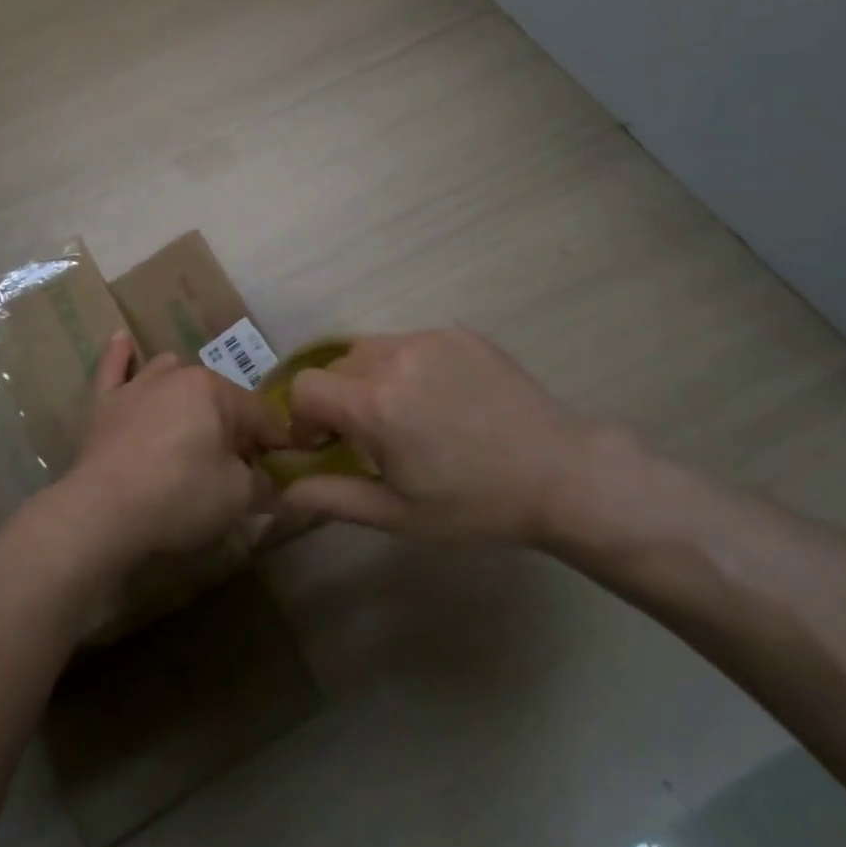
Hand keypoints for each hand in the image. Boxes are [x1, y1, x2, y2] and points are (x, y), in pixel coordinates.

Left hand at [55, 331, 285, 567]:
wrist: (103, 511)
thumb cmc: (180, 496)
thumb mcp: (238, 497)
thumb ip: (260, 482)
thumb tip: (266, 479)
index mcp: (215, 391)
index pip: (258, 414)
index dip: (275, 442)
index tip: (283, 466)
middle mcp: (177, 376)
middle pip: (216, 395)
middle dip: (231, 423)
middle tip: (237, 461)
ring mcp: (137, 386)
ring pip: (169, 371)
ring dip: (185, 391)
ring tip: (192, 419)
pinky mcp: (104, 403)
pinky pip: (112, 369)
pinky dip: (120, 356)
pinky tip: (122, 340)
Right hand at [281, 326, 641, 547]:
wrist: (562, 473)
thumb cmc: (476, 504)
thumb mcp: (399, 514)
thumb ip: (332, 497)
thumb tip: (283, 492)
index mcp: (374, 404)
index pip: (303, 387)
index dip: (304, 417)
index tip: (326, 444)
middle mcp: (393, 357)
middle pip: (335, 366)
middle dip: (338, 399)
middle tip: (370, 435)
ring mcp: (429, 339)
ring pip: (370, 348)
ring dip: (369, 378)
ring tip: (407, 413)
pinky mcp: (458, 332)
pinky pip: (410, 342)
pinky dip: (407, 366)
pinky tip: (442, 398)